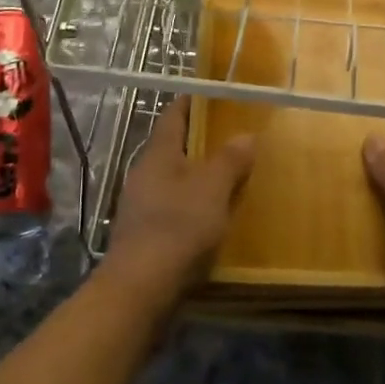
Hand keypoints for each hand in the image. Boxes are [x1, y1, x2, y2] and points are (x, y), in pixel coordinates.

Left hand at [104, 97, 253, 309]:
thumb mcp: (212, 188)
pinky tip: (212, 218)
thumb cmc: (178, 226)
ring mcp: (140, 206)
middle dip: (199, 143)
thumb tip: (245, 135)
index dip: (191, 103)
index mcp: (158, 154)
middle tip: (232, 138)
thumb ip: (229, 160)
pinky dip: (192, 207)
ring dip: (197, 178)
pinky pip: (173, 209)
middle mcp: (144, 174)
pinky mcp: (144, 236)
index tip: (212, 95)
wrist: (140, 288)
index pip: (173, 116)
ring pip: (173, 181)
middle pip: (173, 149)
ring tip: (229, 179)